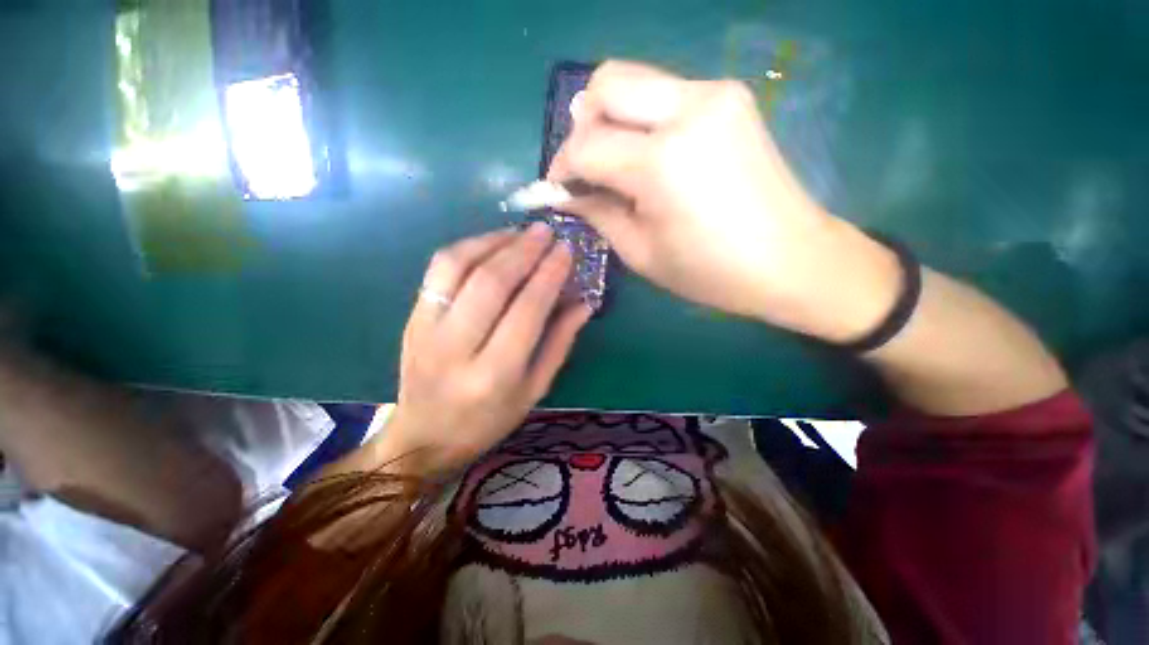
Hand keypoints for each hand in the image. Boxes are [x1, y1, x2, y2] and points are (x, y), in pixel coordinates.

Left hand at [378, 224, 592, 474]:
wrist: (423, 436)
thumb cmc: (489, 420)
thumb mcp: (534, 390)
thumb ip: (559, 343)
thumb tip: (584, 303)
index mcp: (494, 375)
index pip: (527, 310)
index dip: (549, 275)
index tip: (566, 251)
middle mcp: (456, 348)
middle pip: (491, 282)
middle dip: (523, 250)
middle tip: (546, 231)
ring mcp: (426, 328)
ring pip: (458, 266)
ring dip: (493, 241)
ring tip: (520, 233)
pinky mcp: (412, 316)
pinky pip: (438, 269)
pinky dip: (467, 247)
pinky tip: (490, 243)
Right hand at [548, 61, 899, 341]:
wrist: (790, 260)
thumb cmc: (710, 271)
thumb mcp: (640, 253)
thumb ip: (598, 213)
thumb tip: (566, 192)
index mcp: (662, 163)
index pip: (586, 145)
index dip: (562, 166)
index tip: (559, 188)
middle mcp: (688, 110)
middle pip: (606, 84)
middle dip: (582, 126)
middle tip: (585, 167)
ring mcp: (714, 94)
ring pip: (635, 80)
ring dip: (611, 119)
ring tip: (615, 163)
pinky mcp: (730, 96)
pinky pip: (664, 92)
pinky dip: (642, 118)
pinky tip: (649, 155)